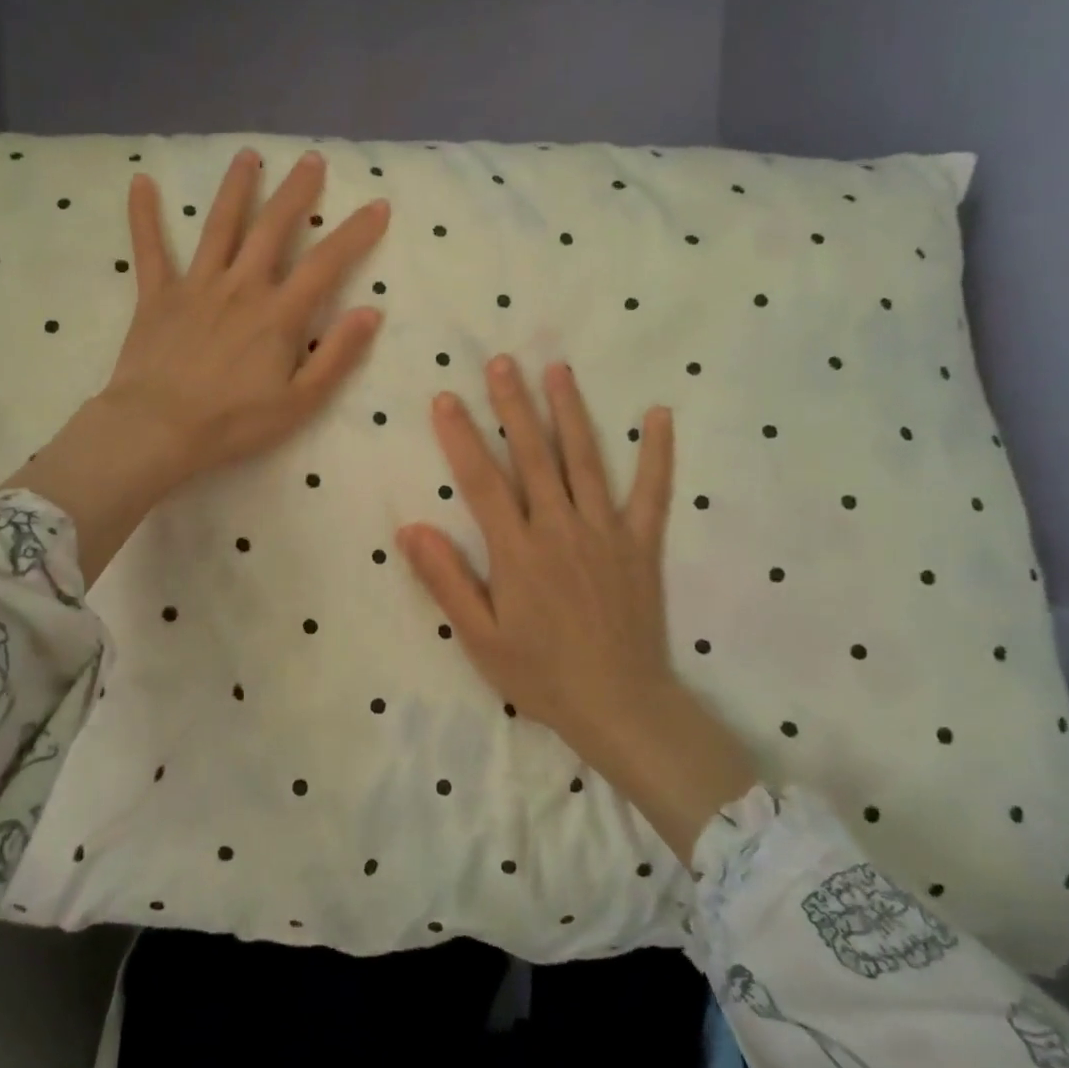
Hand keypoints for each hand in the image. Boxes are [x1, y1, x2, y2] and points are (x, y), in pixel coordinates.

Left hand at [4, 148, 388, 583]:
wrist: (158, 430)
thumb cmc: (234, 423)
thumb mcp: (300, 402)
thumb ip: (337, 355)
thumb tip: (370, 312)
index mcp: (279, 314)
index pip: (326, 262)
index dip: (355, 232)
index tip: (378, 205)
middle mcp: (241, 286)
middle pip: (273, 228)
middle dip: (296, 192)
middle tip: (311, 160)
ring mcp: (196, 286)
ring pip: (219, 226)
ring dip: (236, 188)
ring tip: (248, 156)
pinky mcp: (156, 296)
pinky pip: (150, 249)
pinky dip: (144, 215)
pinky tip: (141, 180)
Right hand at [397, 357, 757, 864]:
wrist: (620, 706)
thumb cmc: (541, 674)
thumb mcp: (479, 637)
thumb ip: (446, 580)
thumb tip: (410, 528)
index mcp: (518, 552)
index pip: (482, 481)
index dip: (461, 437)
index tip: (446, 398)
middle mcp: (560, 529)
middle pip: (533, 456)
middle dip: (514, 406)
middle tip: (502, 362)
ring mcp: (605, 533)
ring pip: (585, 460)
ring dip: (570, 412)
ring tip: (558, 369)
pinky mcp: (641, 545)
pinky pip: (652, 493)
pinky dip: (657, 453)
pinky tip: (658, 415)